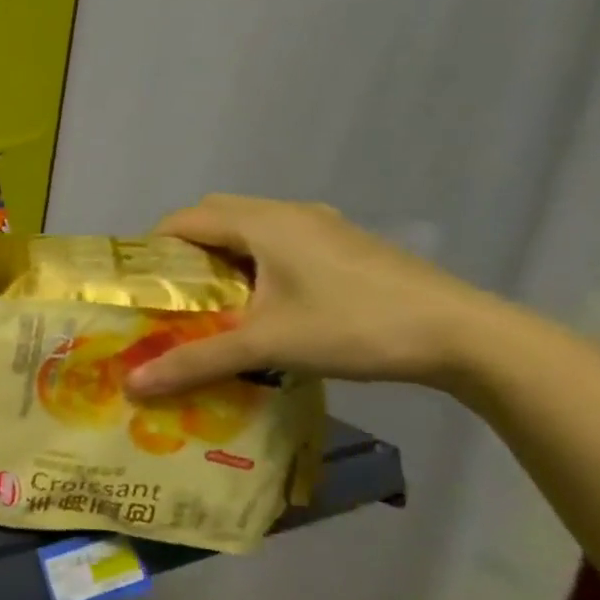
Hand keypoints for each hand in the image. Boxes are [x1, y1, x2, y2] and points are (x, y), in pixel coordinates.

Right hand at [124, 195, 497, 397]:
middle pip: (215, 215)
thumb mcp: (266, 347)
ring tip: (211, 300)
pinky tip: (264, 301)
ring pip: (251, 226)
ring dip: (222, 253)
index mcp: (263, 223)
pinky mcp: (348, 245)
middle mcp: (290, 214)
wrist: (468, 337)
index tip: (138, 284)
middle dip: (184, 248)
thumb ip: (195, 362)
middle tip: (171, 293)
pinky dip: (256, 259)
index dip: (152, 247)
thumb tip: (131, 385)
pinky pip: (281, 239)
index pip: (184, 219)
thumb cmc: (355, 327)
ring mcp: (324, 226)